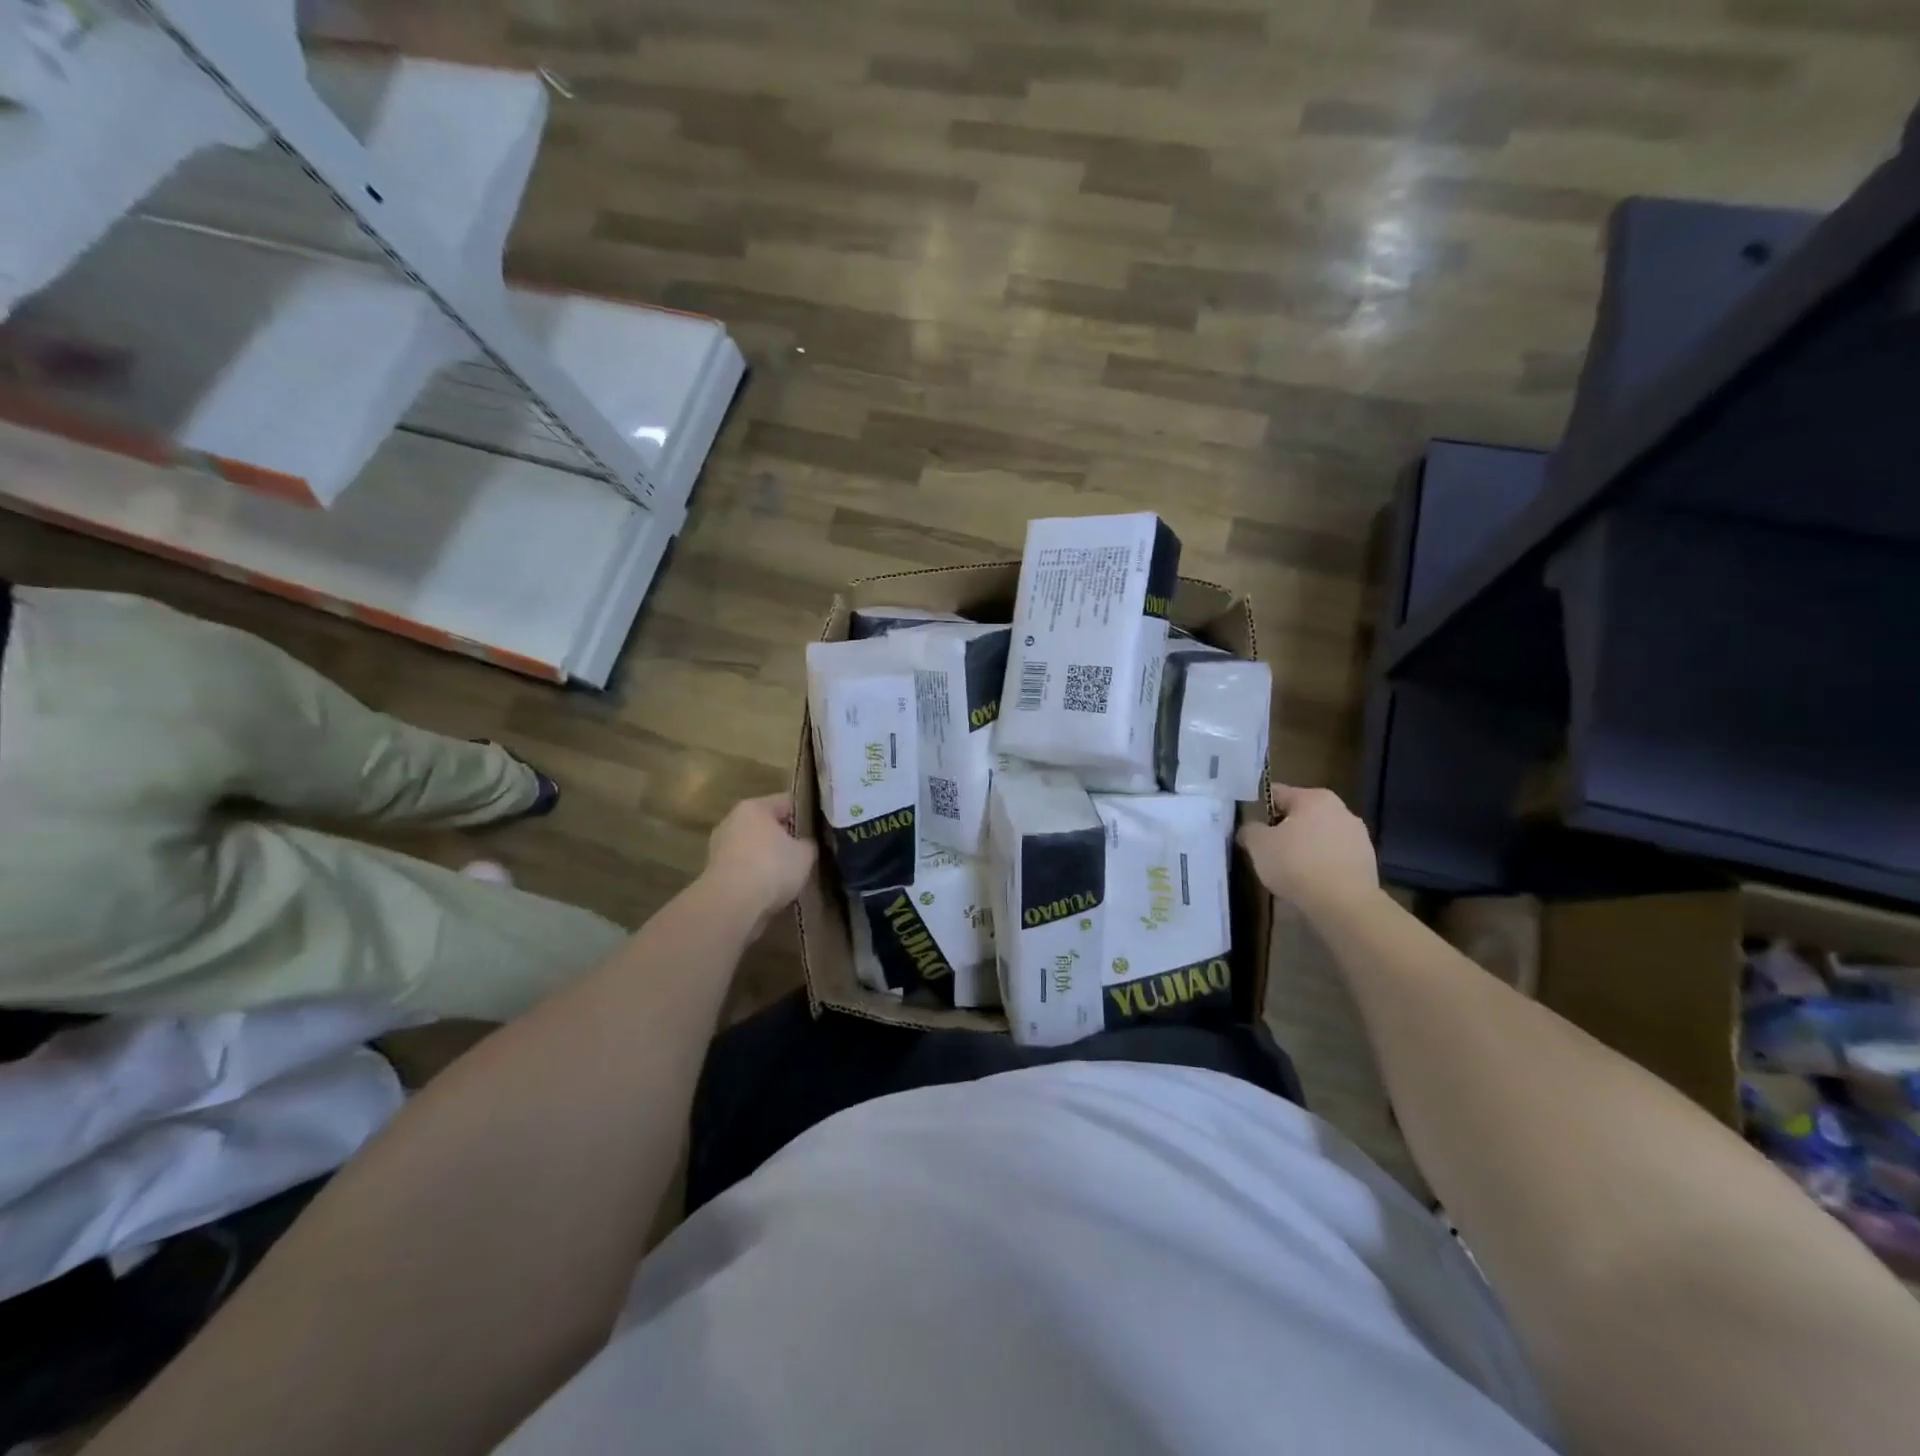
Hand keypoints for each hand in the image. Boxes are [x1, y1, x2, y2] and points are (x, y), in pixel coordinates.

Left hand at [701, 793, 817, 932]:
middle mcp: (732, 821)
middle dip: (785, 838)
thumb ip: (809, 844)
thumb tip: (807, 844)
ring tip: (790, 875)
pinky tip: (771, 890)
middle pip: (767, 825)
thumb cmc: (772, 867)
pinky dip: (756, 876)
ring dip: (769, 859)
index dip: (807, 814)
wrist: (732, 904)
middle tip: (806, 852)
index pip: (787, 802)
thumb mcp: (805, 854)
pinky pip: (744, 869)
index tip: (820, 829)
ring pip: (754, 848)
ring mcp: (719, 847)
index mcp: (754, 807)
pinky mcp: (714, 873)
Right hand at [1236, 783, 1378, 918]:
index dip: (1259, 809)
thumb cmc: (1296, 864)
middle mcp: (1341, 809)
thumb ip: (1250, 830)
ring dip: (1305, 847)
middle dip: (1284, 830)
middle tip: (1269, 851)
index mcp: (1314, 798)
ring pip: (1320, 836)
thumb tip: (1250, 830)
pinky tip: (1311, 882)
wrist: (1344, 903)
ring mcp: (1359, 836)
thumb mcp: (1258, 845)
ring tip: (1290, 871)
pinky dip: (1322, 864)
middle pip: (1301, 815)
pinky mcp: (1368, 861)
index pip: (1277, 794)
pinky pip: (1334, 856)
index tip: (1251, 829)